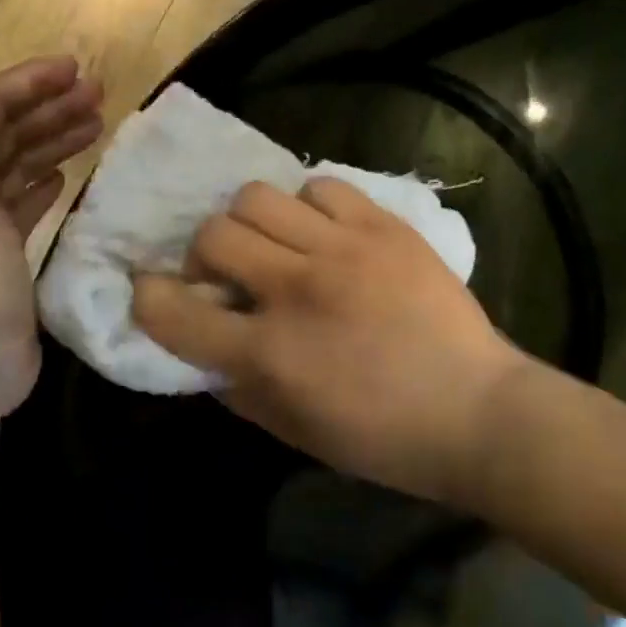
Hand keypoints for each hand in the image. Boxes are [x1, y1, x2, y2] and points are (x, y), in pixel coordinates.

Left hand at [0, 57, 102, 408]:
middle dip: (50, 108)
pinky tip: (68, 176)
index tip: (75, 69)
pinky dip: (45, 182)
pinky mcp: (7, 254)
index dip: (28, 83)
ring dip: (54, 140)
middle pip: (8, 133)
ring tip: (97, 124)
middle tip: (99, 94)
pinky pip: (27, 203)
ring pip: (22, 165)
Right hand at [132, 179, 525, 507]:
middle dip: (204, 256)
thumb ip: (237, 388)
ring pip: (258, 197)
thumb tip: (205, 349)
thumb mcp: (294, 431)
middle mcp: (296, 289)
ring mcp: (343, 249)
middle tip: (230, 275)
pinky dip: (309, 208)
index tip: (154, 292)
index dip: (149, 298)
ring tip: (277, 246)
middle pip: (212, 234)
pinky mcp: (383, 226)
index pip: (174, 311)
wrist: (477, 411)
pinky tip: (324, 234)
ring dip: (252, 223)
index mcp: (269, 354)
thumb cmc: (383, 439)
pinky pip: (321, 188)